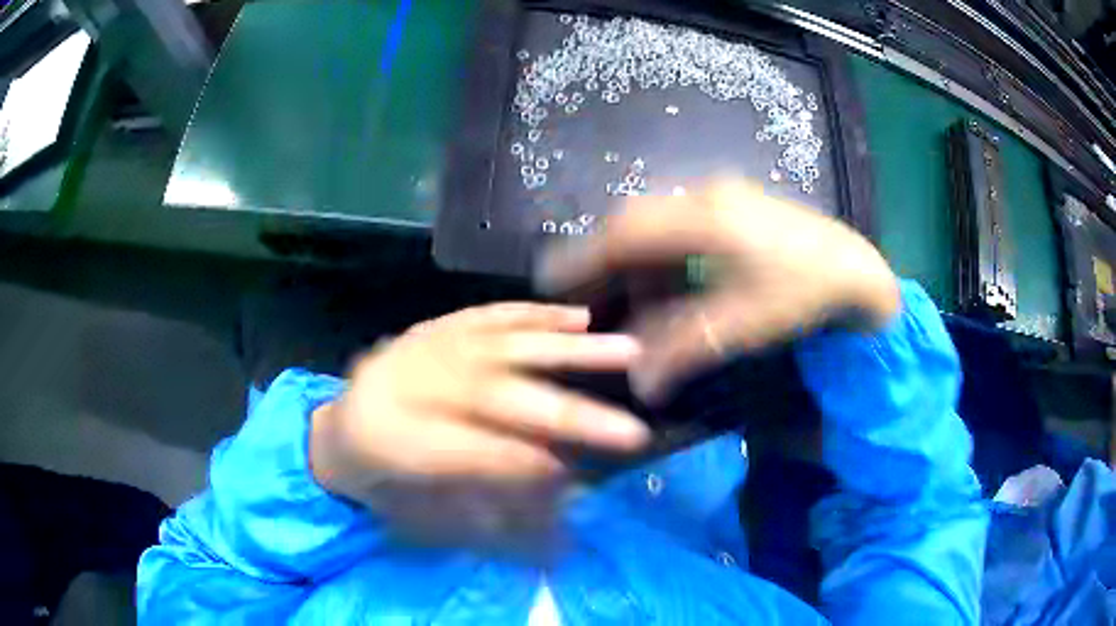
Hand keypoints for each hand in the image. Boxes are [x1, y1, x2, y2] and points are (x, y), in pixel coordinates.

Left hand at [310, 303, 648, 544]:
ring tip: (626, 351)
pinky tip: (581, 317)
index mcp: (394, 441)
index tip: (580, 478)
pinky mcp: (437, 326)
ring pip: (506, 345)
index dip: (526, 466)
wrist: (336, 430)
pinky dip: (539, 315)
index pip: (473, 453)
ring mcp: (426, 347)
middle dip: (570, 416)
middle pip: (500, 398)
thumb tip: (550, 517)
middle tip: (632, 432)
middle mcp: (412, 386)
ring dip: (572, 351)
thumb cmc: (378, 481)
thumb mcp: (415, 515)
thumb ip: (482, 516)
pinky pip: (491, 314)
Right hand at [536, 179, 899, 400]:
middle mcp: (705, 196)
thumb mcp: (743, 325)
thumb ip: (684, 350)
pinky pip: (680, 228)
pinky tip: (668, 289)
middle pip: (635, 222)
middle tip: (585, 296)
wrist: (856, 269)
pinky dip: (663, 258)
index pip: (626, 232)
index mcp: (706, 219)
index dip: (583, 256)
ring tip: (628, 302)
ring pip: (657, 224)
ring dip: (637, 262)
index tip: (550, 281)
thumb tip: (640, 384)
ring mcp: (720, 197)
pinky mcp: (732, 206)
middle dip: (605, 259)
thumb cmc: (804, 294)